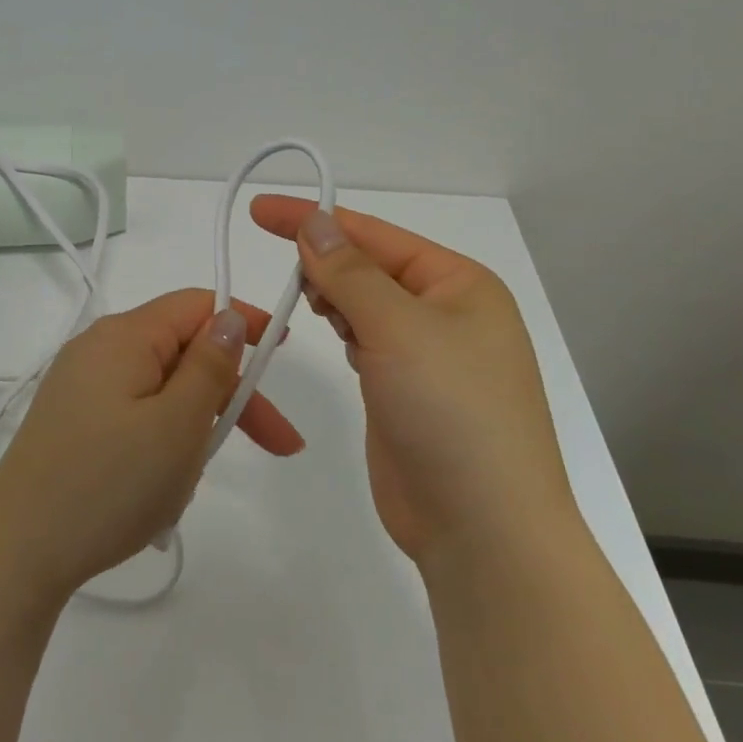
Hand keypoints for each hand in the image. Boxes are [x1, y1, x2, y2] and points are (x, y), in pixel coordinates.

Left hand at [0, 289, 304, 602]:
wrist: (17, 550)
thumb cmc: (108, 483)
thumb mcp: (177, 424)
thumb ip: (210, 365)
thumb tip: (229, 317)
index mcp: (124, 336)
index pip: (196, 305)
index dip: (243, 322)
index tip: (282, 352)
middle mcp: (97, 349)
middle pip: (181, 352)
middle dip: (229, 393)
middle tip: (277, 446)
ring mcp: (79, 387)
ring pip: (160, 391)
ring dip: (193, 427)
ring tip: (191, 483)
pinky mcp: (71, 422)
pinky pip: (133, 417)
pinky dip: (160, 443)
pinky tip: (159, 491)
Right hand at [250, 197, 575, 567]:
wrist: (483, 530)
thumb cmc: (451, 412)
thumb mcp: (398, 329)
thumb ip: (349, 272)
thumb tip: (315, 222)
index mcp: (460, 284)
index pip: (375, 235)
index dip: (315, 218)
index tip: (260, 212)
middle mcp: (447, 313)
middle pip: (370, 266)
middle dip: (326, 263)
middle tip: (289, 277)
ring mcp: (427, 355)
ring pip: (366, 304)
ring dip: (334, 297)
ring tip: (309, 305)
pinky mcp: (404, 391)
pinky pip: (366, 341)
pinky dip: (343, 330)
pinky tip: (332, 334)